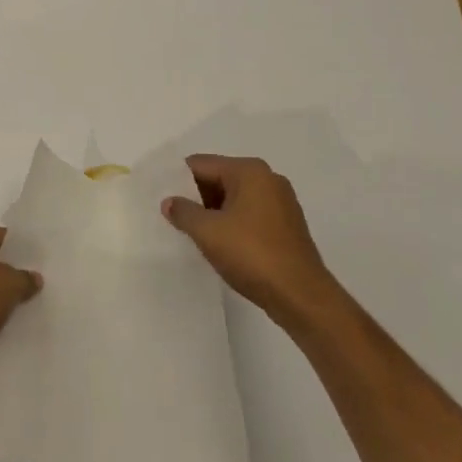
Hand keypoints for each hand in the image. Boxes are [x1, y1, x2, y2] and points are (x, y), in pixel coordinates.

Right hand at [162, 155, 338, 323]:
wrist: (301, 297)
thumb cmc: (252, 255)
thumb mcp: (208, 232)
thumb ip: (183, 212)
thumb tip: (170, 202)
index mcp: (250, 171)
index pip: (202, 164)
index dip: (178, 180)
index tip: (160, 197)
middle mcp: (268, 179)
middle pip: (219, 178)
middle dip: (196, 197)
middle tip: (172, 216)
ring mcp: (281, 203)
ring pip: (235, 198)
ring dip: (213, 212)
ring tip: (192, 232)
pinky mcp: (287, 226)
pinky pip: (250, 215)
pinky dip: (232, 224)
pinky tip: (219, 245)